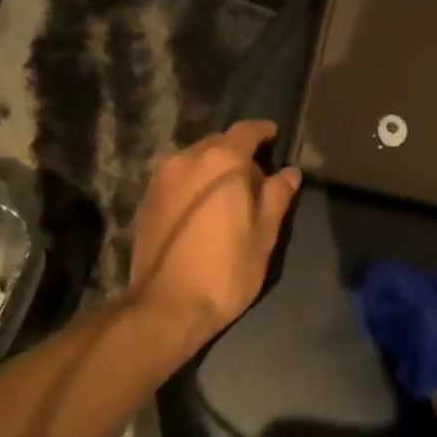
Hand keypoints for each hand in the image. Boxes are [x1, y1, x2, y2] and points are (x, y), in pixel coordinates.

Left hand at [128, 120, 300, 347]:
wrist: (166, 306)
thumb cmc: (226, 270)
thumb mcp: (264, 234)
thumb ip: (277, 196)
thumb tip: (289, 172)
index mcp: (221, 162)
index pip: (245, 132)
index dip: (262, 131)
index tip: (273, 134)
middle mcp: (187, 160)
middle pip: (217, 144)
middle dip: (238, 154)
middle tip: (256, 179)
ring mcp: (161, 179)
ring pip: (194, 160)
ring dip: (214, 169)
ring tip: (229, 196)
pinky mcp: (147, 200)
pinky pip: (178, 179)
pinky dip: (194, 184)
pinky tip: (204, 210)